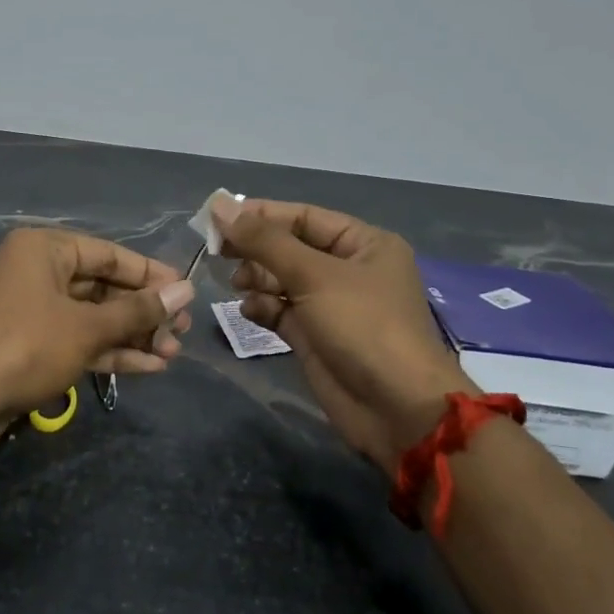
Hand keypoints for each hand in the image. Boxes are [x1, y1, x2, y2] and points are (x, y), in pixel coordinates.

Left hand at [0, 229, 194, 452]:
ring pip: (91, 317)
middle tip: (181, 331)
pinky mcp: (29, 345)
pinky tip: (147, 367)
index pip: (108, 254)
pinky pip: (76, 340)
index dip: (150, 275)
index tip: (185, 293)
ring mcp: (31, 310)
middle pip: (101, 287)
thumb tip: (185, 291)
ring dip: (131, 335)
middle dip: (143, 312)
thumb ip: (138, 310)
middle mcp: (36, 272)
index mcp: (43, 249)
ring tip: (172, 353)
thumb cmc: (28, 346)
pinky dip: (108, 351)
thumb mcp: (89, 327)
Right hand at [212, 195, 472, 466]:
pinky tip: (248, 310)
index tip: (217, 217)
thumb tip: (220, 205)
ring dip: (257, 279)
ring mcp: (332, 306)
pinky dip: (263, 308)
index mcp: (364, 244)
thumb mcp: (314, 276)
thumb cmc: (363, 327)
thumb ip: (265, 241)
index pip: (304, 217)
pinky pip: (282, 312)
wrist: (395, 408)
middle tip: (218, 252)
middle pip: (291, 247)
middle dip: (256, 248)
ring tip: (236, 283)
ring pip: (283, 280)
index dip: (261, 214)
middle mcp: (349, 270)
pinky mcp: (316, 337)